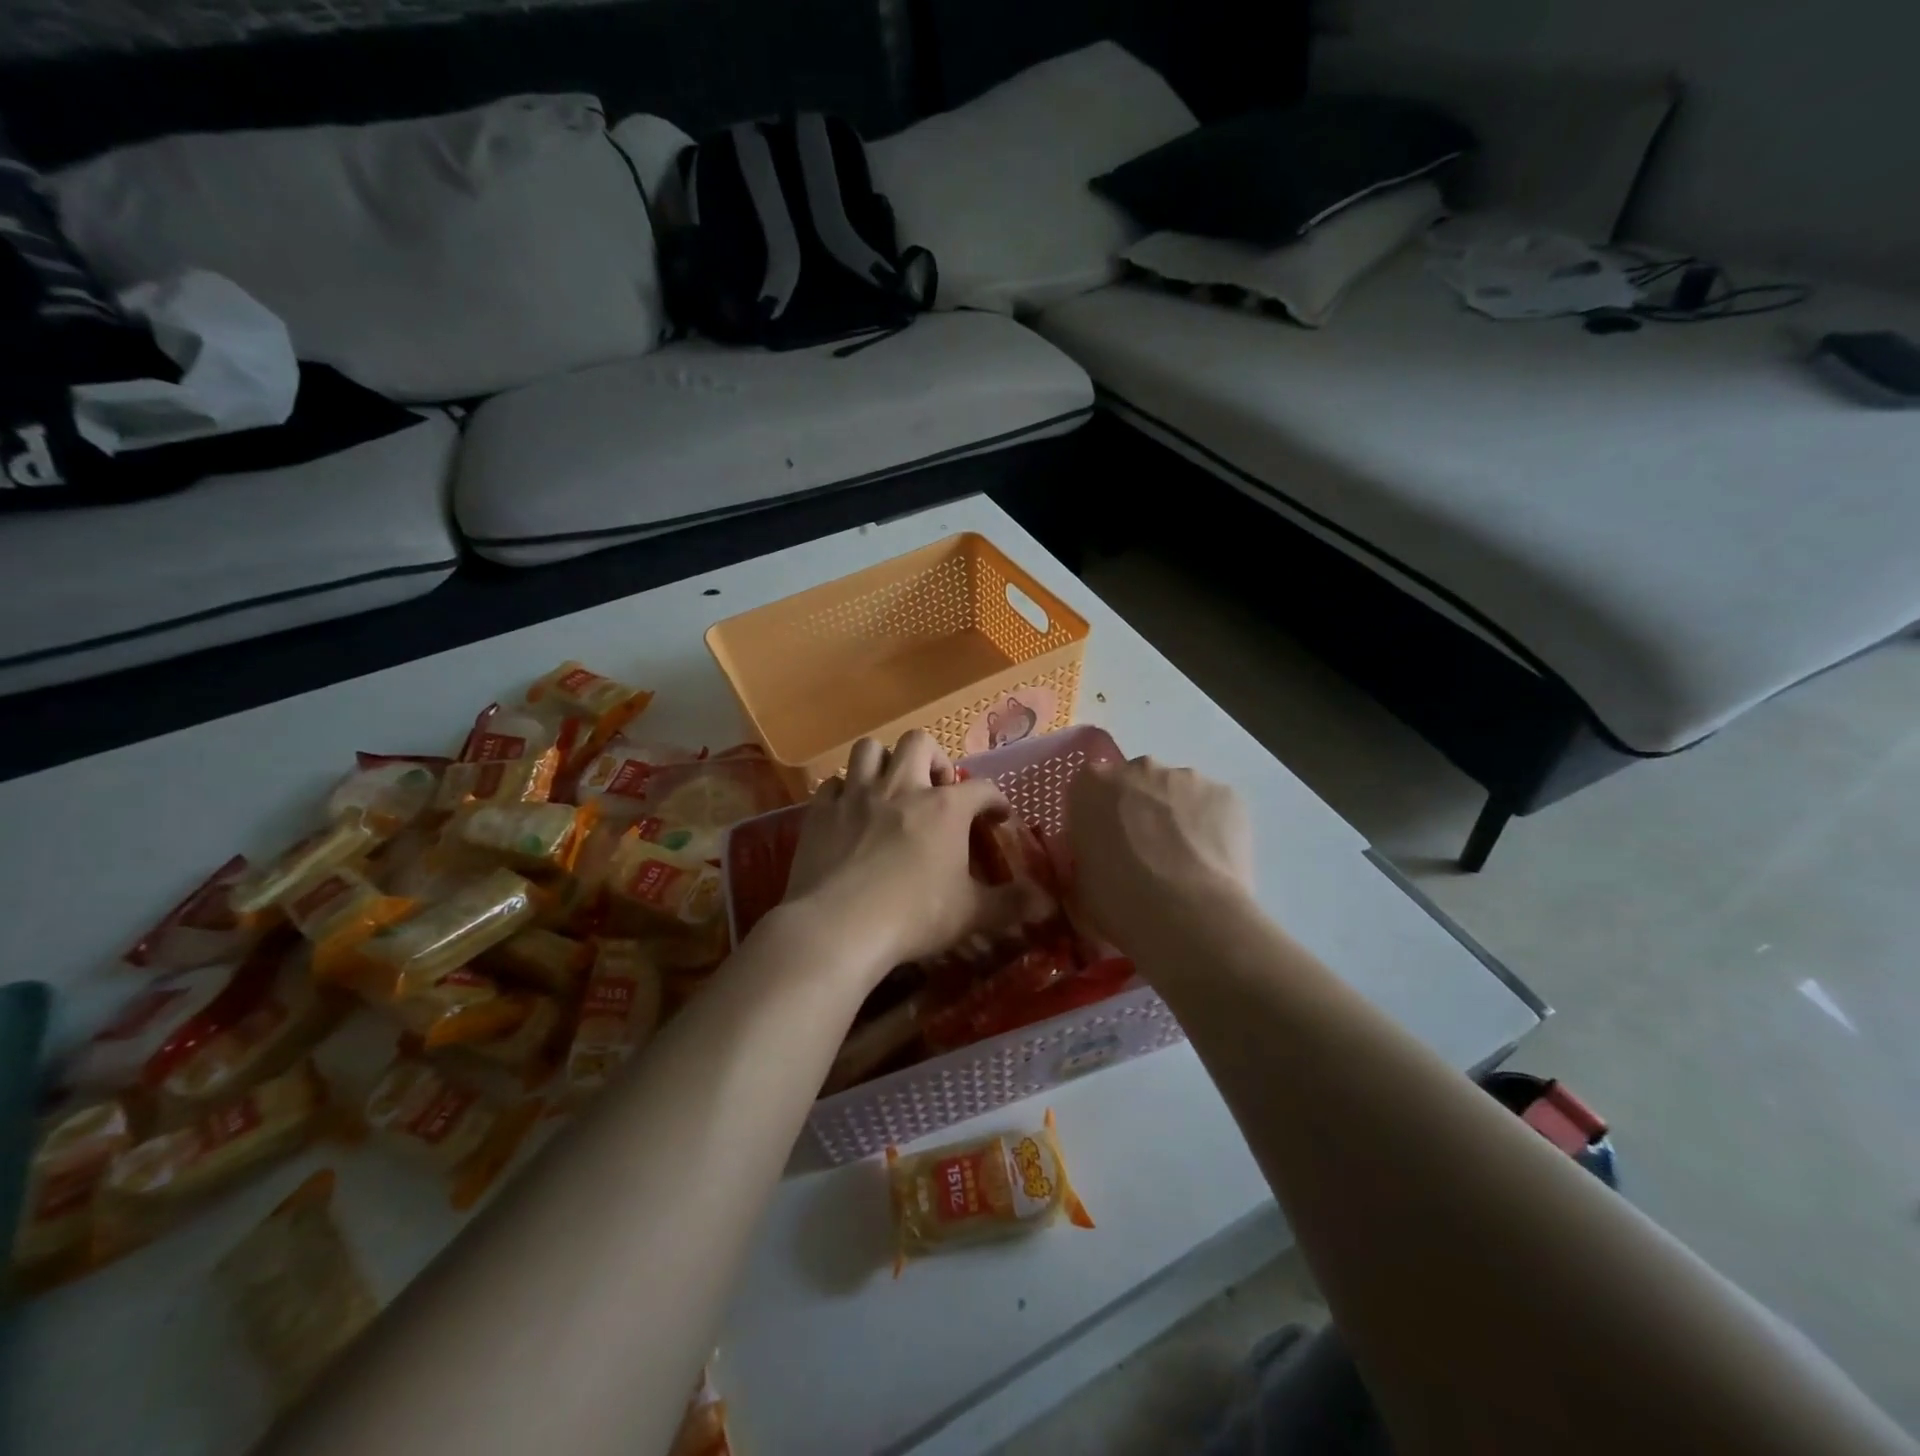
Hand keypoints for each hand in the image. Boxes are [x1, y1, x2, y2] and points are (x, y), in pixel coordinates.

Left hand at [782, 731, 1045, 976]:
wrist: (838, 927)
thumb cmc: (913, 916)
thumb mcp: (971, 914)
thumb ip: (1011, 904)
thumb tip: (1048, 903)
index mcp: (944, 808)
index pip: (981, 788)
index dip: (994, 800)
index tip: (997, 816)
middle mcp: (901, 788)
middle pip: (919, 743)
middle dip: (933, 759)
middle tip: (937, 789)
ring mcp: (856, 795)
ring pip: (869, 750)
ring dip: (884, 762)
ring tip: (891, 787)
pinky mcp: (821, 812)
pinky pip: (832, 783)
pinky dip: (844, 790)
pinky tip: (850, 810)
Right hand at [1067, 757, 1253, 956]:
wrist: (1189, 916)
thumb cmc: (1120, 901)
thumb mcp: (1081, 884)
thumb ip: (1088, 856)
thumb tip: (1100, 858)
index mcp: (1091, 784)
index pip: (1090, 790)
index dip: (1100, 817)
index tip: (1107, 844)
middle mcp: (1138, 768)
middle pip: (1136, 782)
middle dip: (1140, 809)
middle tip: (1146, 852)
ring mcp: (1186, 777)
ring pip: (1178, 792)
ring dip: (1177, 817)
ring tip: (1185, 863)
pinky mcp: (1226, 794)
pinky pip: (1213, 807)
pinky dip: (1211, 828)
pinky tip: (1212, 863)